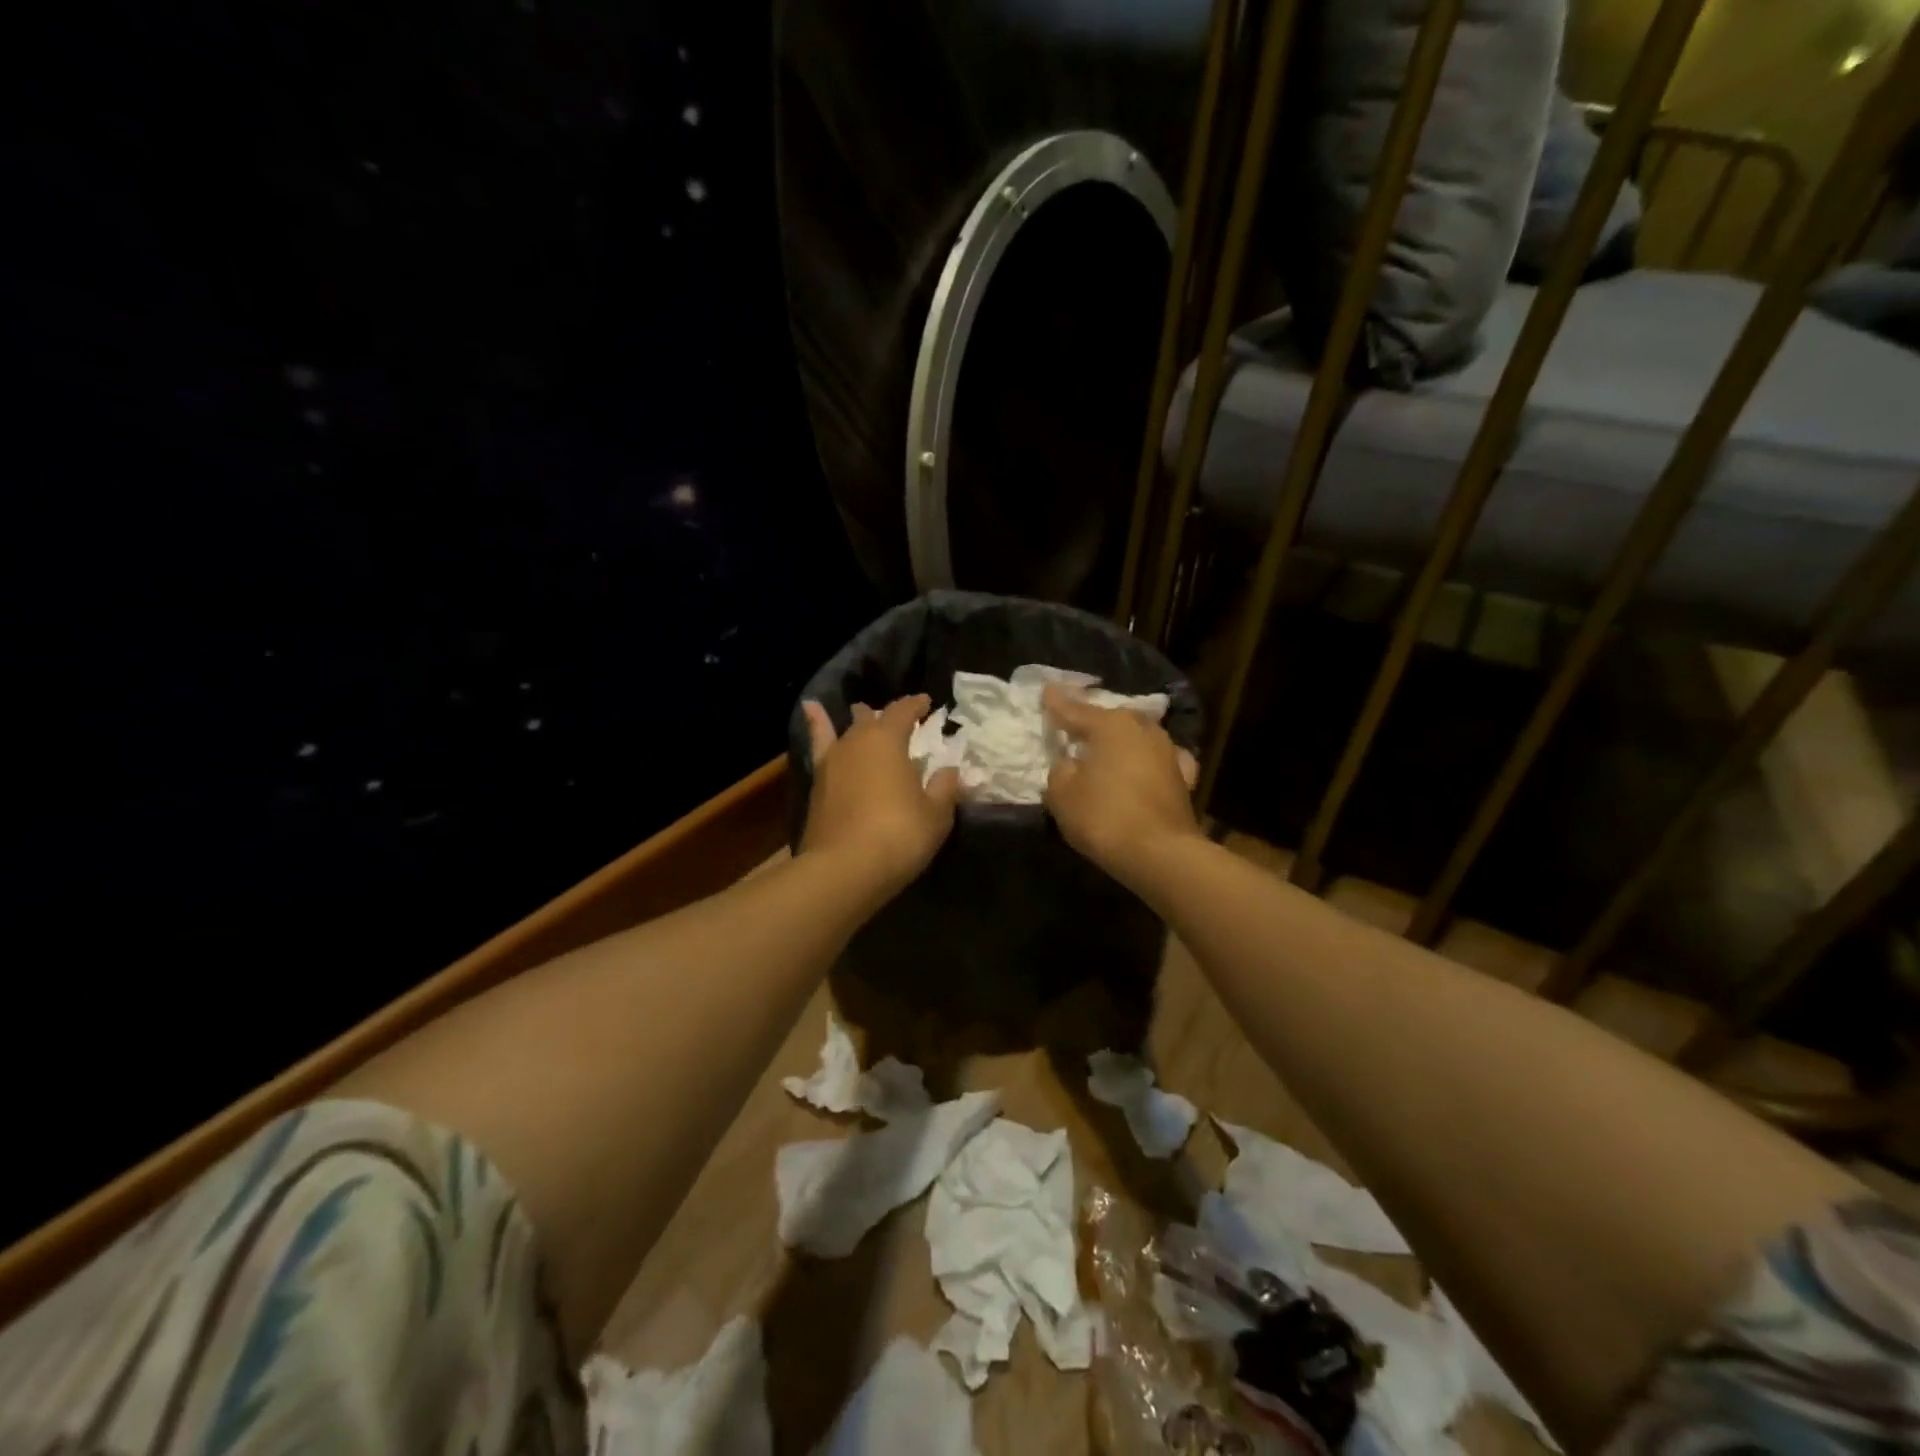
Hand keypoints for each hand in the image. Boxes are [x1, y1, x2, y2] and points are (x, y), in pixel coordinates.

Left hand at [801, 694, 959, 898]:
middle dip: (886, 717)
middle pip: (871, 719)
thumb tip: (950, 771)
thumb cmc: (899, 835)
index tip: (927, 703)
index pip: (903, 711)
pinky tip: (809, 711)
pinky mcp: (816, 786)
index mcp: (887, 740)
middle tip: (899, 719)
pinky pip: (819, 747)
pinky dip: (816, 727)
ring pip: (845, 732)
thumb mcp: (935, 814)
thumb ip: (944, 788)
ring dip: (856, 722)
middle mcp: (856, 742)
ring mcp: (831, 763)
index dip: (916, 705)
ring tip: (858, 709)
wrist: (844, 869)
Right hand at [1042, 686, 1201, 890]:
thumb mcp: (1062, 794)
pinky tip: (1145, 763)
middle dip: (1092, 720)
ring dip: (1120, 739)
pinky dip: (1146, 760)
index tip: (1047, 690)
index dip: (1057, 703)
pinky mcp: (1182, 778)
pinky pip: (1158, 759)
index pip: (1075, 710)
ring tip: (1105, 744)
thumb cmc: (1104, 817)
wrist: (1160, 853)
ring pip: (1137, 735)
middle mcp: (1142, 729)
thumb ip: (1061, 770)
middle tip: (1075, 723)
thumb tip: (1070, 763)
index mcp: (1110, 726)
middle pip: (1111, 719)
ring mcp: (1167, 751)